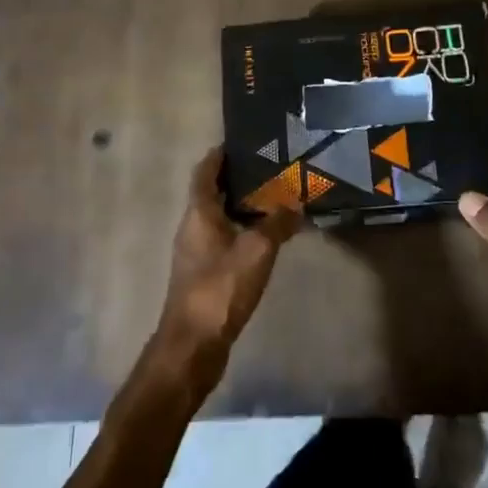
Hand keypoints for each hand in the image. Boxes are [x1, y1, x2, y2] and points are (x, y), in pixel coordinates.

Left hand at [148, 148, 301, 398]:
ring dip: (241, 206)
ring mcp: (195, 252)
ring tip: (273, 198)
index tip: (242, 142)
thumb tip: (296, 204)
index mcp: (198, 213)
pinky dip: (241, 231)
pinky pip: (223, 240)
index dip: (220, 155)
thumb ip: (277, 223)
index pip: (205, 171)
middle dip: (237, 179)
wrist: (193, 345)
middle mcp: (192, 227)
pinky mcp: (203, 274)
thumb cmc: (221, 288)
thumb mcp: (257, 251)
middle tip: (269, 168)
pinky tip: (265, 238)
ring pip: (218, 217)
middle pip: (211, 192)